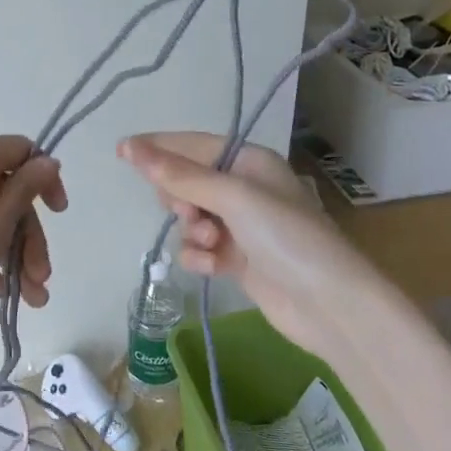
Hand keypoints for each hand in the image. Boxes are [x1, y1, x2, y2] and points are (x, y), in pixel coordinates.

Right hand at [118, 131, 390, 364]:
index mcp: (250, 161)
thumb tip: (131, 147)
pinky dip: (200, 255)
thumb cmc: (286, 237)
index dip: (158, 147)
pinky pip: (200, 248)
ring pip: (190, 218)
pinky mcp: (238, 259)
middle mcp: (245, 188)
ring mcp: (242, 226)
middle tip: (188, 212)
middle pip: (188, 182)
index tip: (121, 151)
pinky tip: (212, 266)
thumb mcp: (233, 197)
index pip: (193, 145)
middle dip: (180, 198)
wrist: (329, 304)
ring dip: (192, 230)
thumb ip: (180, 175)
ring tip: (211, 243)